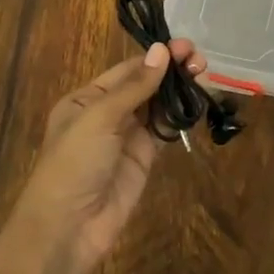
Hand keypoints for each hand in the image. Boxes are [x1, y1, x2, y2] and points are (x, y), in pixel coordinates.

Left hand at [15, 40, 205, 271]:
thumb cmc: (75, 162)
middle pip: (145, 85)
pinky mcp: (144, 158)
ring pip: (158, 105)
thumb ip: (135, 86)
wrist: (69, 227)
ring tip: (204, 74)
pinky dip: (180, 116)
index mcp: (87, 99)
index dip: (155, 57)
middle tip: (200, 60)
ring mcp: (127, 136)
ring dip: (179, 90)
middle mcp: (107, 113)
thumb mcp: (99, 118)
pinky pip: (165, 130)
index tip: (184, 46)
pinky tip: (198, 101)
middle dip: (171, 70)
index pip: (127, 70)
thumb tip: (161, 50)